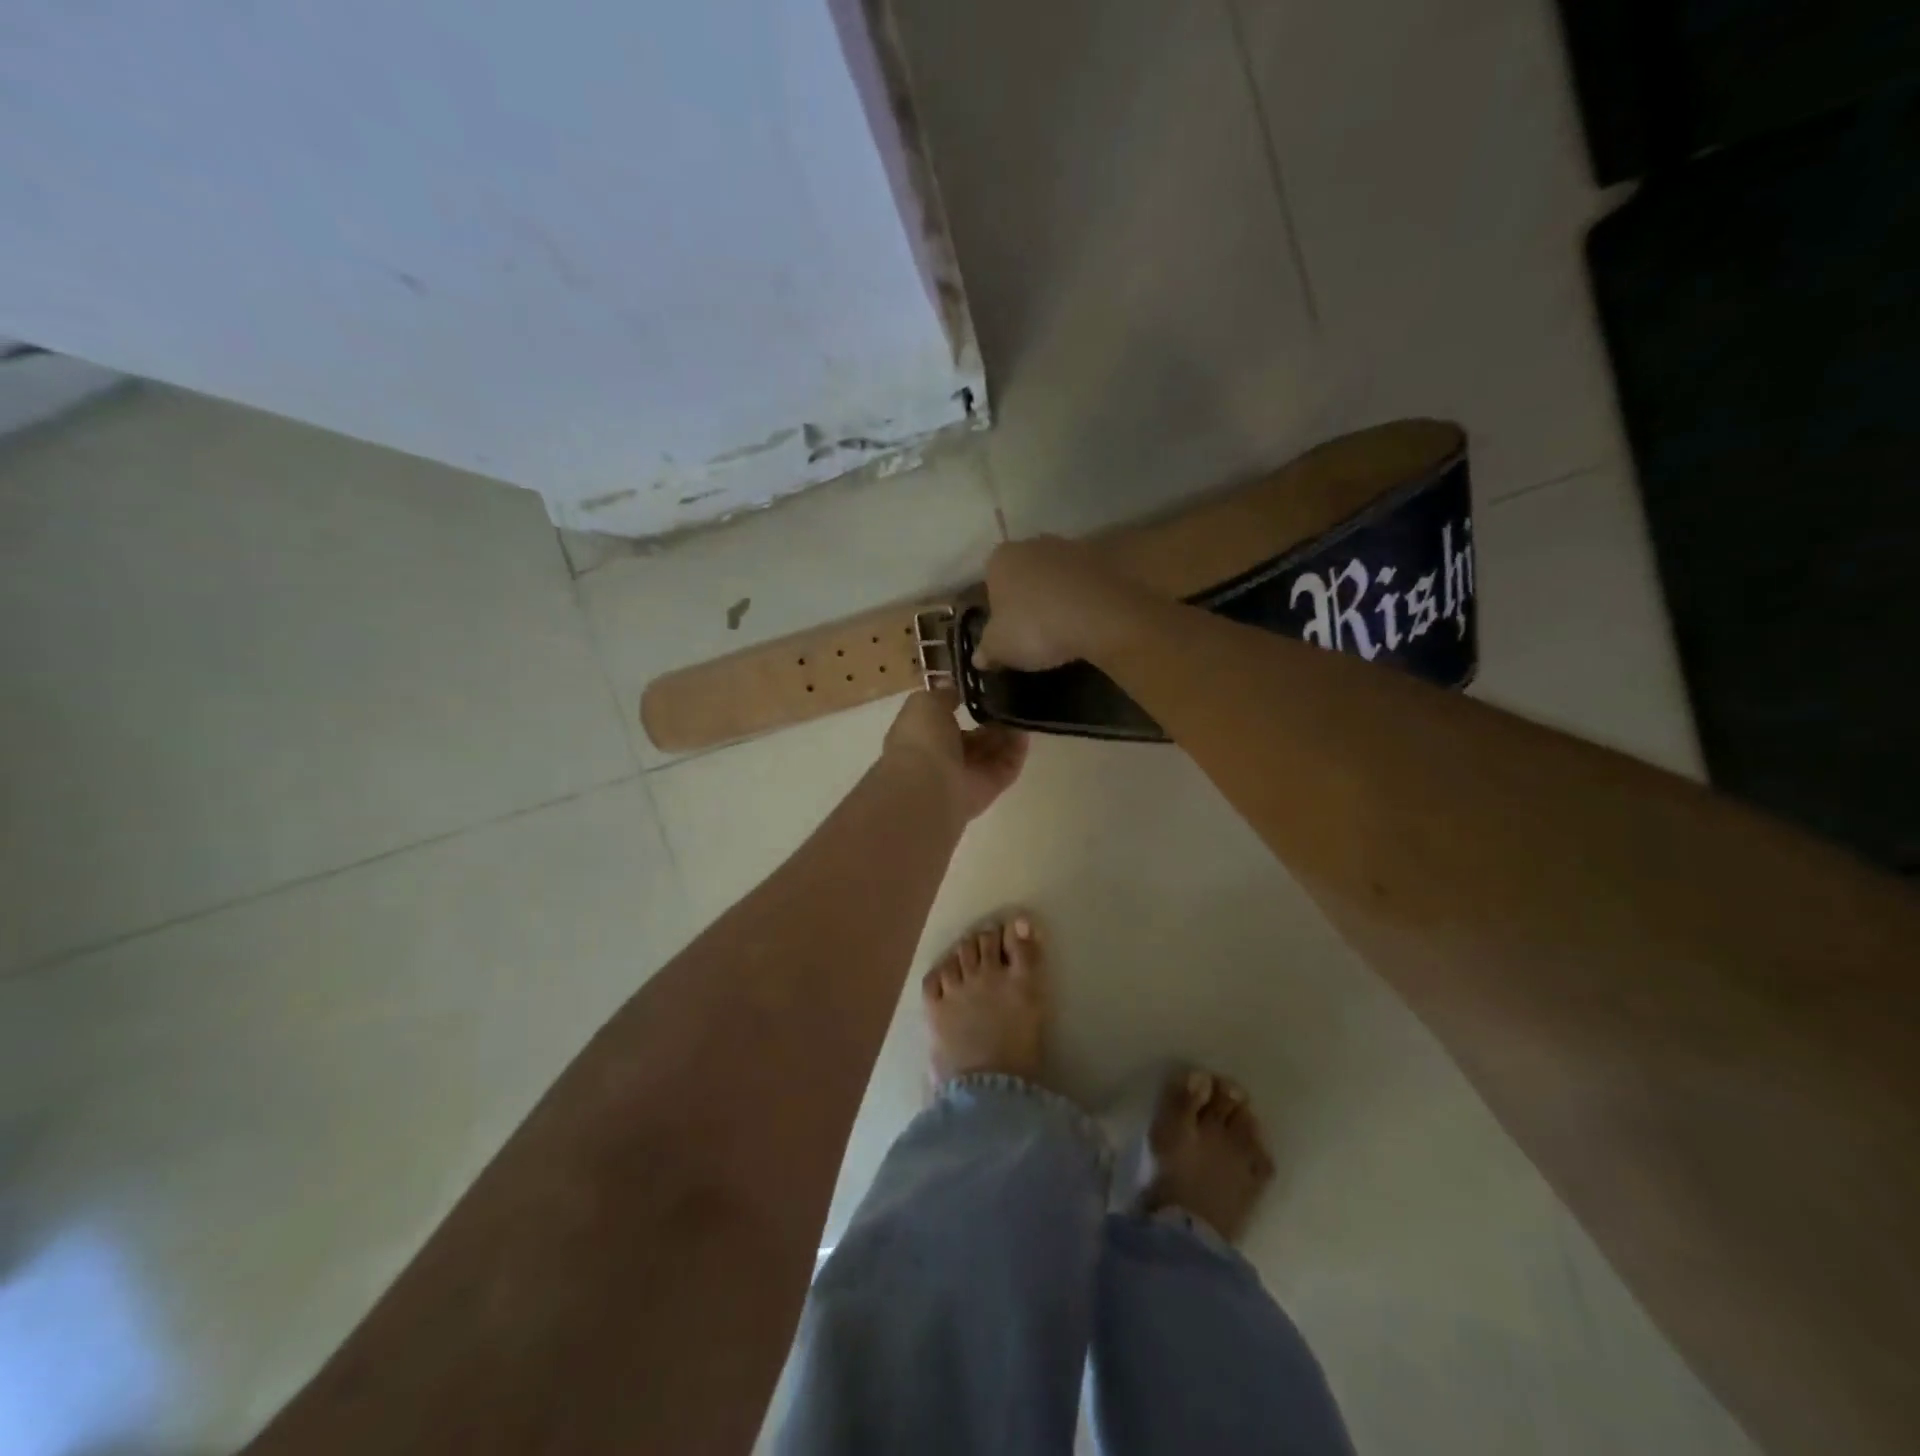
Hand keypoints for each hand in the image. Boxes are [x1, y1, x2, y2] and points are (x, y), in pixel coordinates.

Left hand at [882, 690, 1028, 824]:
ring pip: (993, 750)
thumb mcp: (926, 703)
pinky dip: (1017, 750)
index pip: (947, 718)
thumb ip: (944, 694)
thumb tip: (957, 689)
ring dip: (1007, 731)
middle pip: (974, 736)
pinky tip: (1026, 729)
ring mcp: (968, 774)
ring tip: (1023, 708)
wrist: (929, 785)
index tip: (985, 685)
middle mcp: (944, 756)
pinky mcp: (989, 788)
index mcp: (923, 735)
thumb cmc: (922, 739)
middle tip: (1010, 697)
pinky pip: (1007, 767)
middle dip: (991, 718)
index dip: (965, 702)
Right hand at [970, 536, 1141, 671]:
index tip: (1007, 630)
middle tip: (1033, 629)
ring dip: (1057, 595)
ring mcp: (1070, 547)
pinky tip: (1086, 621)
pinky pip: (1084, 582)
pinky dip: (1083, 597)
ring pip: (1056, 575)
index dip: (997, 607)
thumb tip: (979, 658)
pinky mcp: (1102, 559)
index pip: (990, 580)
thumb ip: (986, 651)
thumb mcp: (1000, 648)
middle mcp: (1033, 544)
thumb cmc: (1035, 627)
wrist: (1099, 615)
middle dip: (1027, 596)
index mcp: (1000, 559)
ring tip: (1063, 627)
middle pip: (1024, 572)